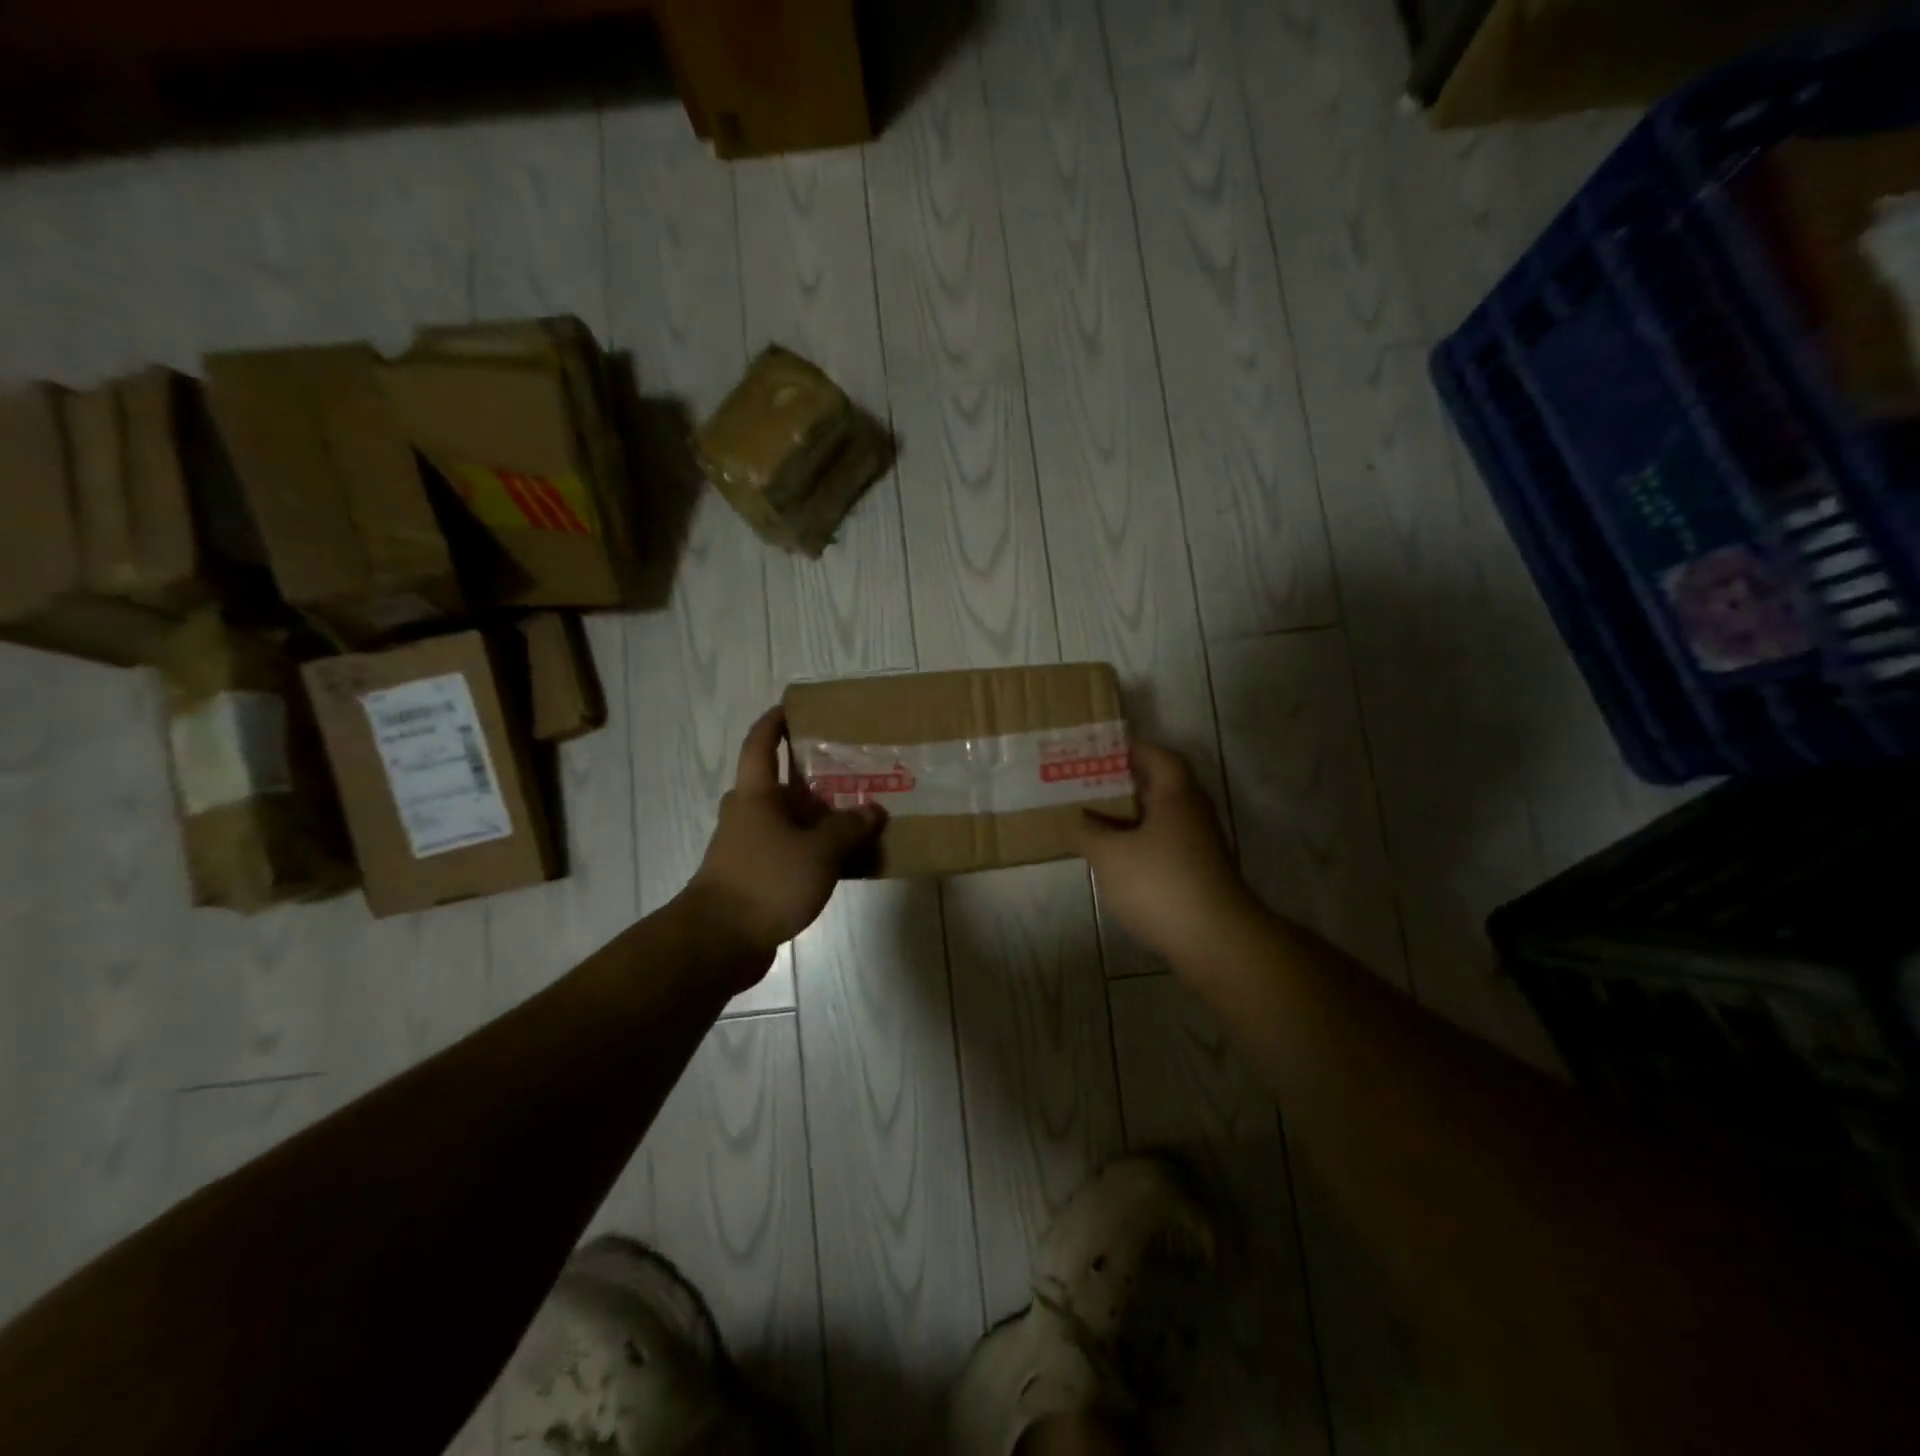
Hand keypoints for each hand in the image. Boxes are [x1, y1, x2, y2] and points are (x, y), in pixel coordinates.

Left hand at [680, 706, 885, 974]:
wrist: (719, 941)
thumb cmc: (767, 880)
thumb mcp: (819, 851)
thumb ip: (849, 828)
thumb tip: (874, 809)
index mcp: (755, 794)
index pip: (761, 744)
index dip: (775, 722)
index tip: (794, 707)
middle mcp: (747, 813)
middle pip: (780, 784)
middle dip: (813, 777)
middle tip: (851, 771)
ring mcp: (746, 846)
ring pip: (786, 820)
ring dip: (816, 816)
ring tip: (856, 815)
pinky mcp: (752, 876)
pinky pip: (787, 849)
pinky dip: (811, 847)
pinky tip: (841, 858)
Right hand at [1075, 740, 1253, 962]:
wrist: (1215, 940)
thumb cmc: (1159, 883)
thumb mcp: (1108, 854)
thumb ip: (1086, 831)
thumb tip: (1074, 819)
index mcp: (1175, 794)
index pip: (1155, 755)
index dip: (1128, 748)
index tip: (1097, 748)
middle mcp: (1192, 812)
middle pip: (1158, 785)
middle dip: (1122, 782)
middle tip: (1086, 782)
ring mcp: (1199, 845)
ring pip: (1160, 817)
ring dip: (1130, 815)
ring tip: (1092, 818)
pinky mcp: (1198, 873)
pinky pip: (1164, 844)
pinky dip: (1139, 843)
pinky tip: (1115, 857)